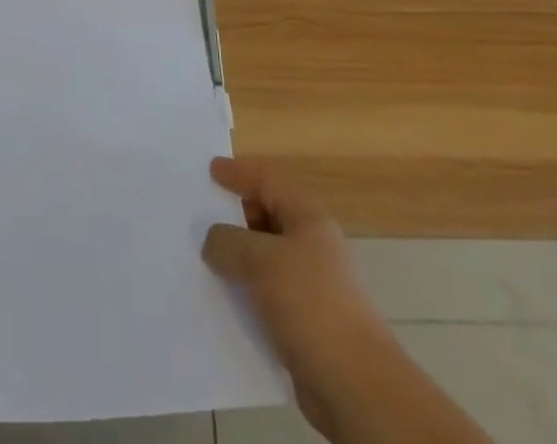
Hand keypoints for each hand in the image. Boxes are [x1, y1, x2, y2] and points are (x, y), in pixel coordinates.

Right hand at [202, 158, 390, 439]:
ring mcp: (311, 285)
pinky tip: (222, 299)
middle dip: (234, 215)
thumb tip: (213, 240)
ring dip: (237, 258)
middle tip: (200, 216)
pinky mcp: (306, 321)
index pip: (267, 181)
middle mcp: (312, 246)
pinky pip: (266, 294)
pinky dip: (245, 291)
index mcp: (308, 219)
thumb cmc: (311, 305)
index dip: (238, 173)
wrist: (356, 386)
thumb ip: (229, 242)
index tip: (210, 170)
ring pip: (265, 258)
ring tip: (203, 258)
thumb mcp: (262, 261)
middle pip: (266, 216)